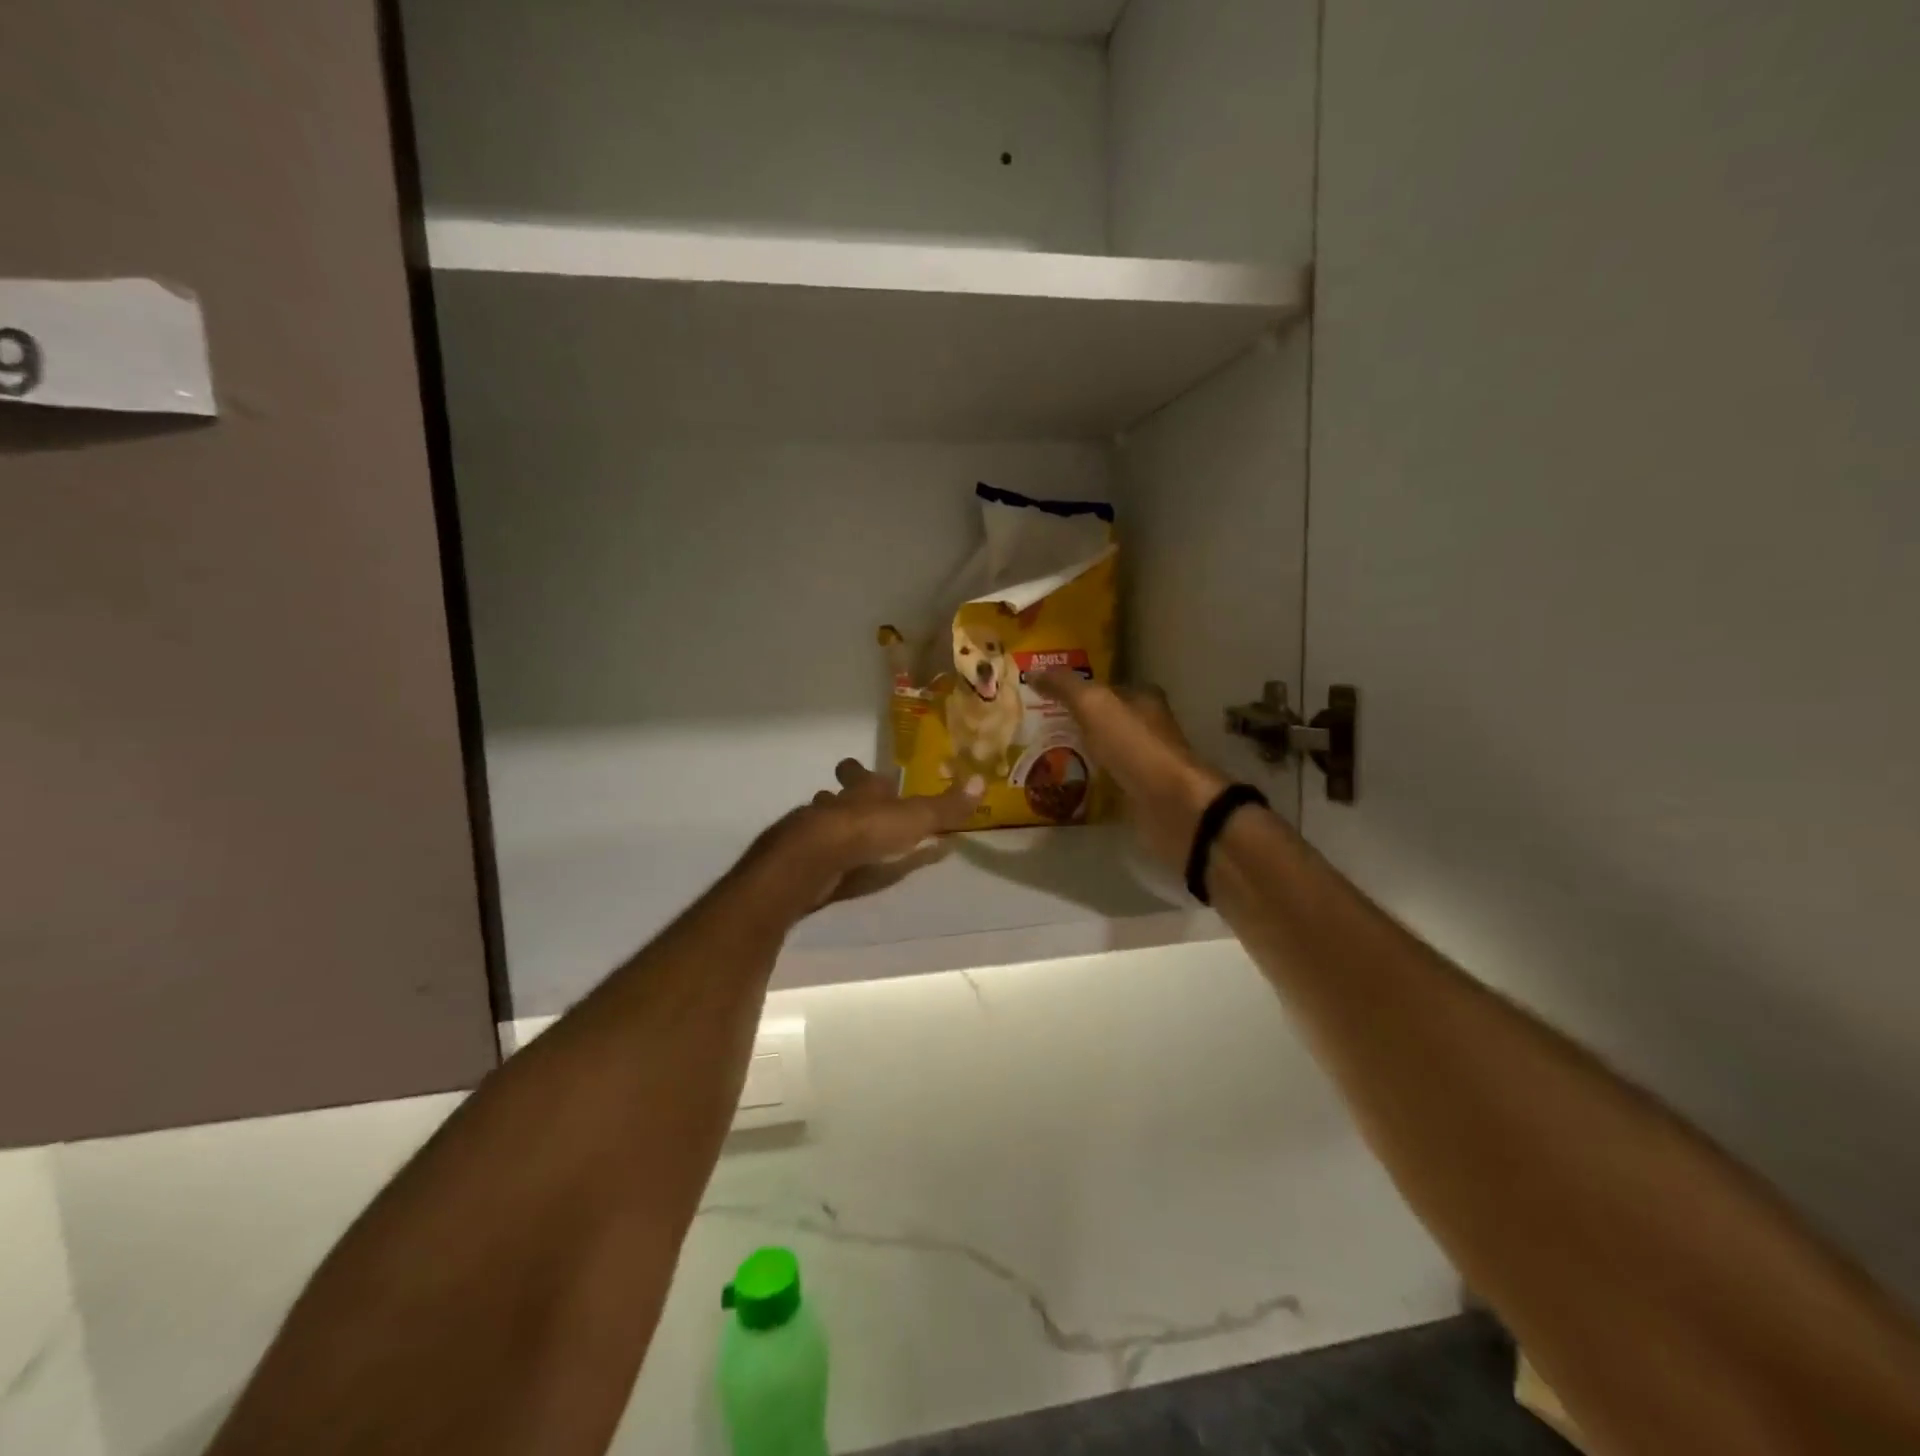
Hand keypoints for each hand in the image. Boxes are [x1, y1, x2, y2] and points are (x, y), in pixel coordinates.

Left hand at [758, 759, 979, 910]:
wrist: (815, 859)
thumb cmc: (868, 830)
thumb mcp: (916, 818)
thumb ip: (946, 807)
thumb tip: (981, 782)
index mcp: (862, 791)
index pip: (859, 774)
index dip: (859, 773)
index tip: (859, 771)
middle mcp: (834, 805)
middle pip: (834, 796)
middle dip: (840, 798)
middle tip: (848, 804)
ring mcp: (813, 832)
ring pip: (819, 822)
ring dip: (829, 827)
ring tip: (841, 839)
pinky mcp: (803, 861)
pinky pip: (814, 854)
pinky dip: (823, 858)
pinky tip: (830, 868)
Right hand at [1032, 673, 1228, 873]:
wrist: (1171, 806)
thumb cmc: (1135, 747)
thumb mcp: (1095, 705)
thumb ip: (1065, 687)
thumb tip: (1034, 671)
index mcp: (1143, 699)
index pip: (1106, 687)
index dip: (1077, 689)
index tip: (1043, 695)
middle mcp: (1146, 727)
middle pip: (1105, 720)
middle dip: (1074, 722)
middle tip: (1035, 727)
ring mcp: (1144, 763)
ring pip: (1104, 751)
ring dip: (1079, 753)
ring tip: (1040, 756)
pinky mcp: (1139, 794)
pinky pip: (1105, 782)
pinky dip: (1087, 781)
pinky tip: (1062, 784)